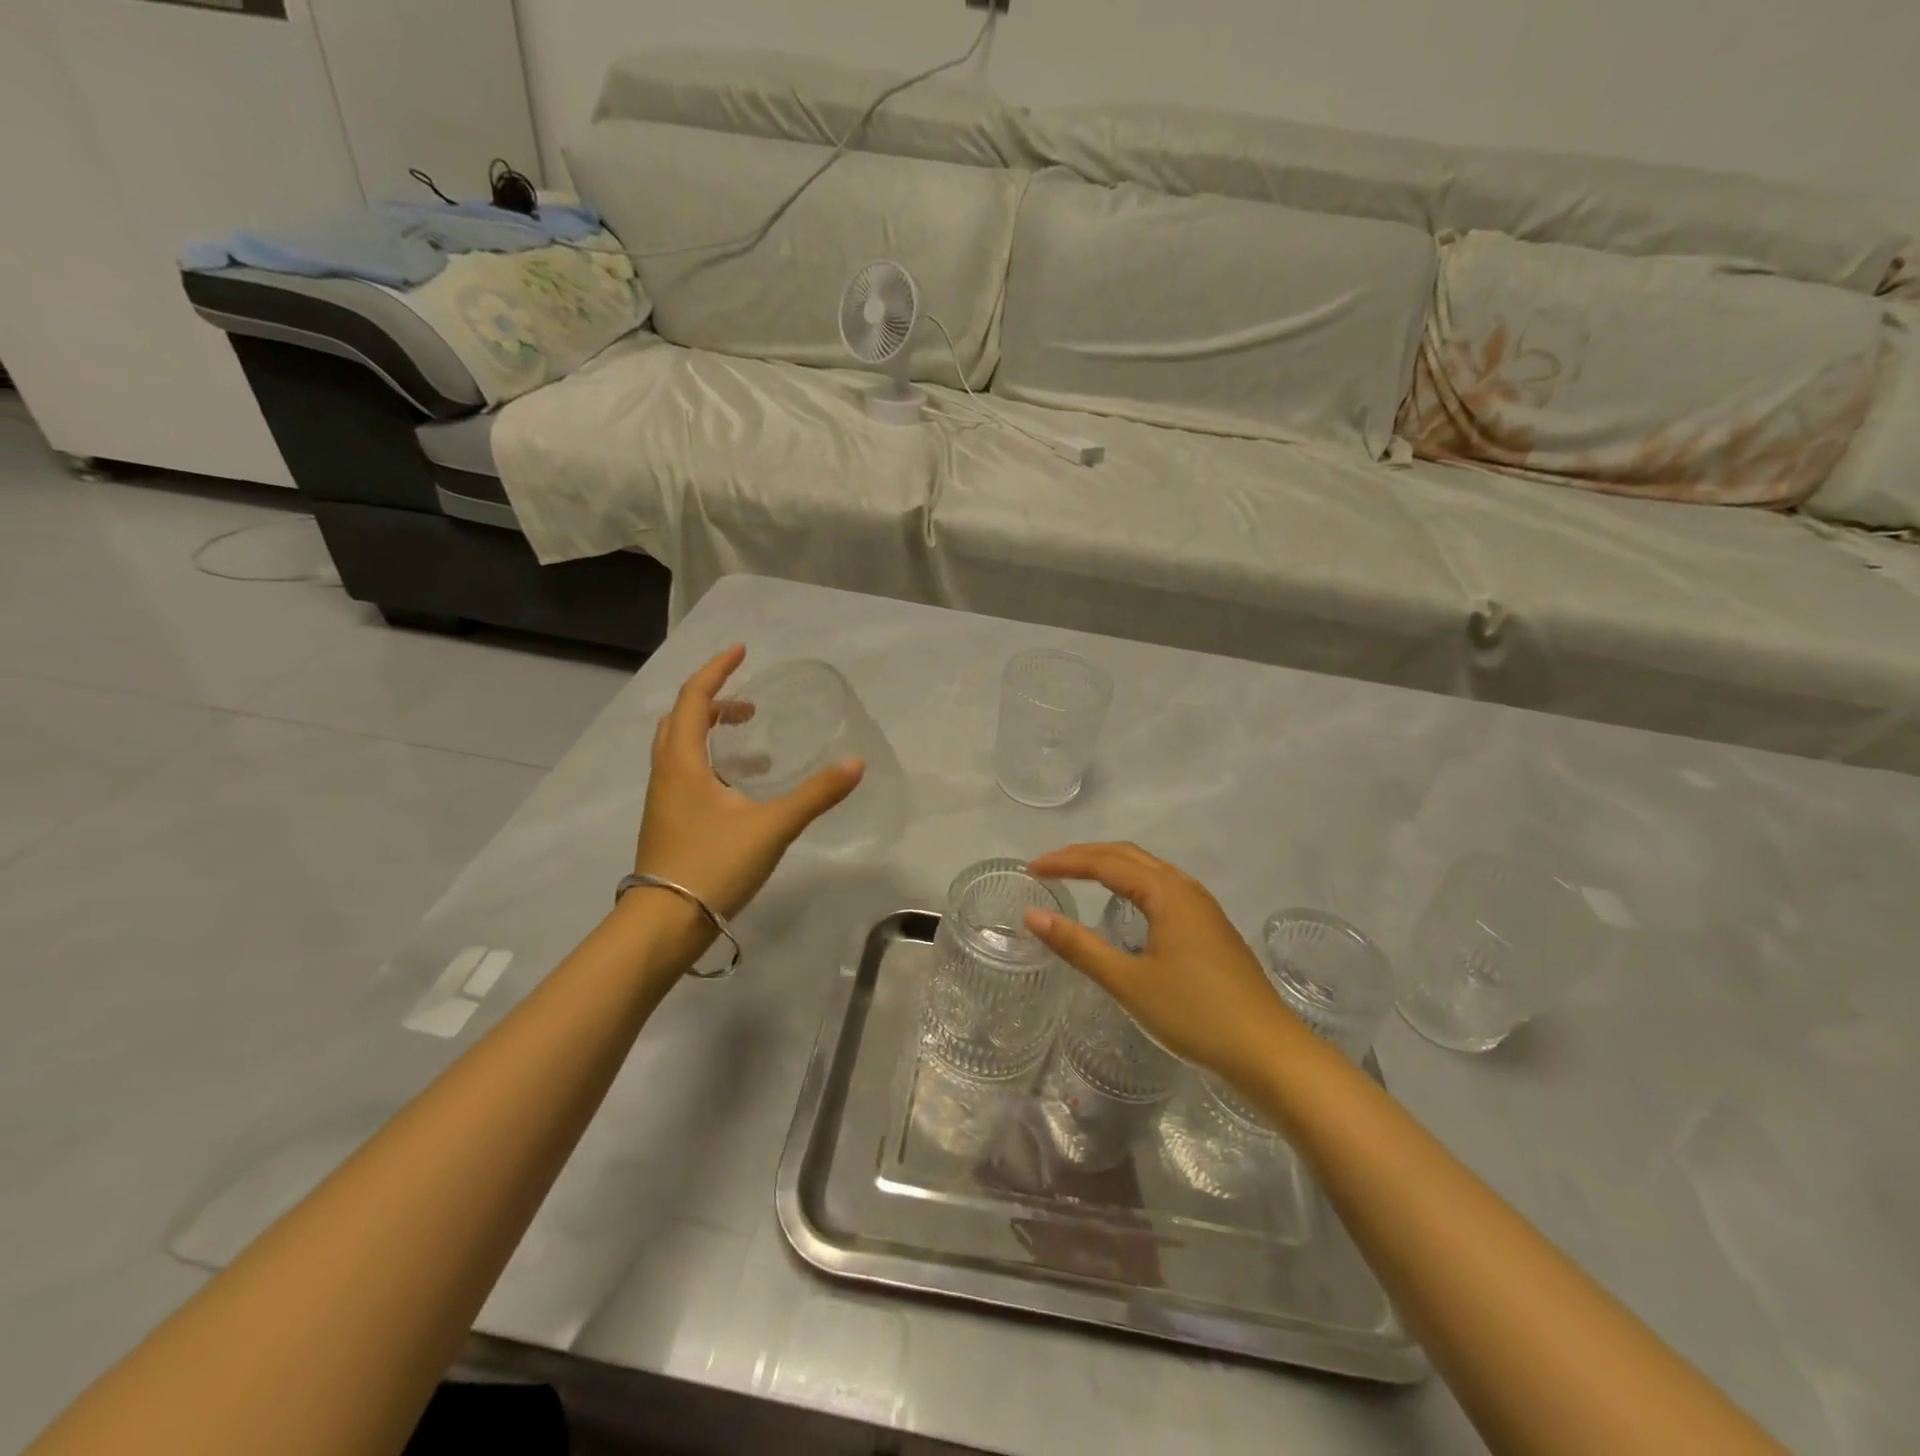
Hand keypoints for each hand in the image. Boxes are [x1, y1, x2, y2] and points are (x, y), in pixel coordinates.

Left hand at [634, 646, 864, 919]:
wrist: (665, 924)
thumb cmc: (713, 865)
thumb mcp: (772, 826)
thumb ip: (816, 794)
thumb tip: (856, 763)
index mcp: (682, 762)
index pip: (695, 699)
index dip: (717, 671)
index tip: (741, 650)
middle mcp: (666, 773)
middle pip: (682, 720)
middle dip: (714, 702)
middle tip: (749, 703)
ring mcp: (663, 800)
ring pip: (681, 749)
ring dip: (712, 733)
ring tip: (752, 740)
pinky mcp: (669, 822)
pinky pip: (686, 774)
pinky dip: (712, 763)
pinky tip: (743, 789)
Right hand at [1023, 842, 1297, 1087]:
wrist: (1269, 1052)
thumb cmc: (1195, 1014)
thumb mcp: (1129, 982)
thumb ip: (1079, 946)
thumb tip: (1032, 915)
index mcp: (1167, 892)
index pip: (1105, 862)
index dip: (1065, 862)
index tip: (1031, 869)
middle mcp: (1186, 888)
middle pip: (1128, 856)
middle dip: (1085, 855)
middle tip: (1048, 867)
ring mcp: (1203, 908)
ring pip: (1149, 870)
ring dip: (1110, 866)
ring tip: (1078, 877)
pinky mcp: (1211, 929)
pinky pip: (1162, 888)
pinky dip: (1132, 883)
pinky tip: (1125, 905)